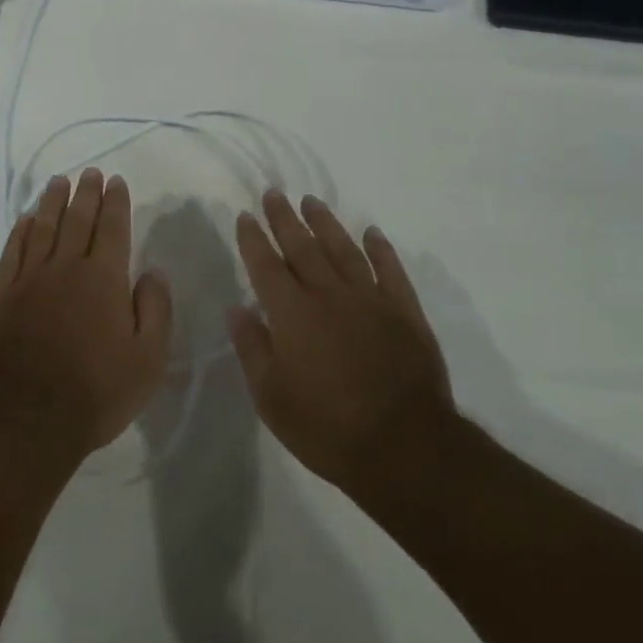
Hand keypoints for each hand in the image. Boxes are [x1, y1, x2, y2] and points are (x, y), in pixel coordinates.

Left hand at [0, 169, 172, 460]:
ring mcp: (29, 280)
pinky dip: (20, 232)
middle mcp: (66, 268)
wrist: (29, 418)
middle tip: (91, 173)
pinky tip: (25, 220)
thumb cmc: (97, 391)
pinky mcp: (3, 297)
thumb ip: (155, 309)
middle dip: (86, 193)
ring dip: (52, 202)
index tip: (116, 181)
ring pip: (43, 229)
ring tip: (59, 182)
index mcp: (103, 278)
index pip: (112, 229)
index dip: (116, 203)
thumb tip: (152, 271)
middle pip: (77, 220)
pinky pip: (12, 253)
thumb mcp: (148, 358)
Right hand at [229, 190, 454, 495]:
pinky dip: (380, 249)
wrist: (405, 448)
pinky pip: (390, 270)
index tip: (246, 216)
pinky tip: (372, 233)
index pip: (266, 265)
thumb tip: (237, 308)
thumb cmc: (327, 427)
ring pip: (343, 250)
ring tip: (312, 202)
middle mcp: (328, 294)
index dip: (253, 239)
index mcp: (292, 313)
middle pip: (302, 247)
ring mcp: (370, 300)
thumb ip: (252, 348)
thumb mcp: (272, 398)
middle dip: (285, 219)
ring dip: (326, 223)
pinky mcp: (405, 312)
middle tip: (274, 194)